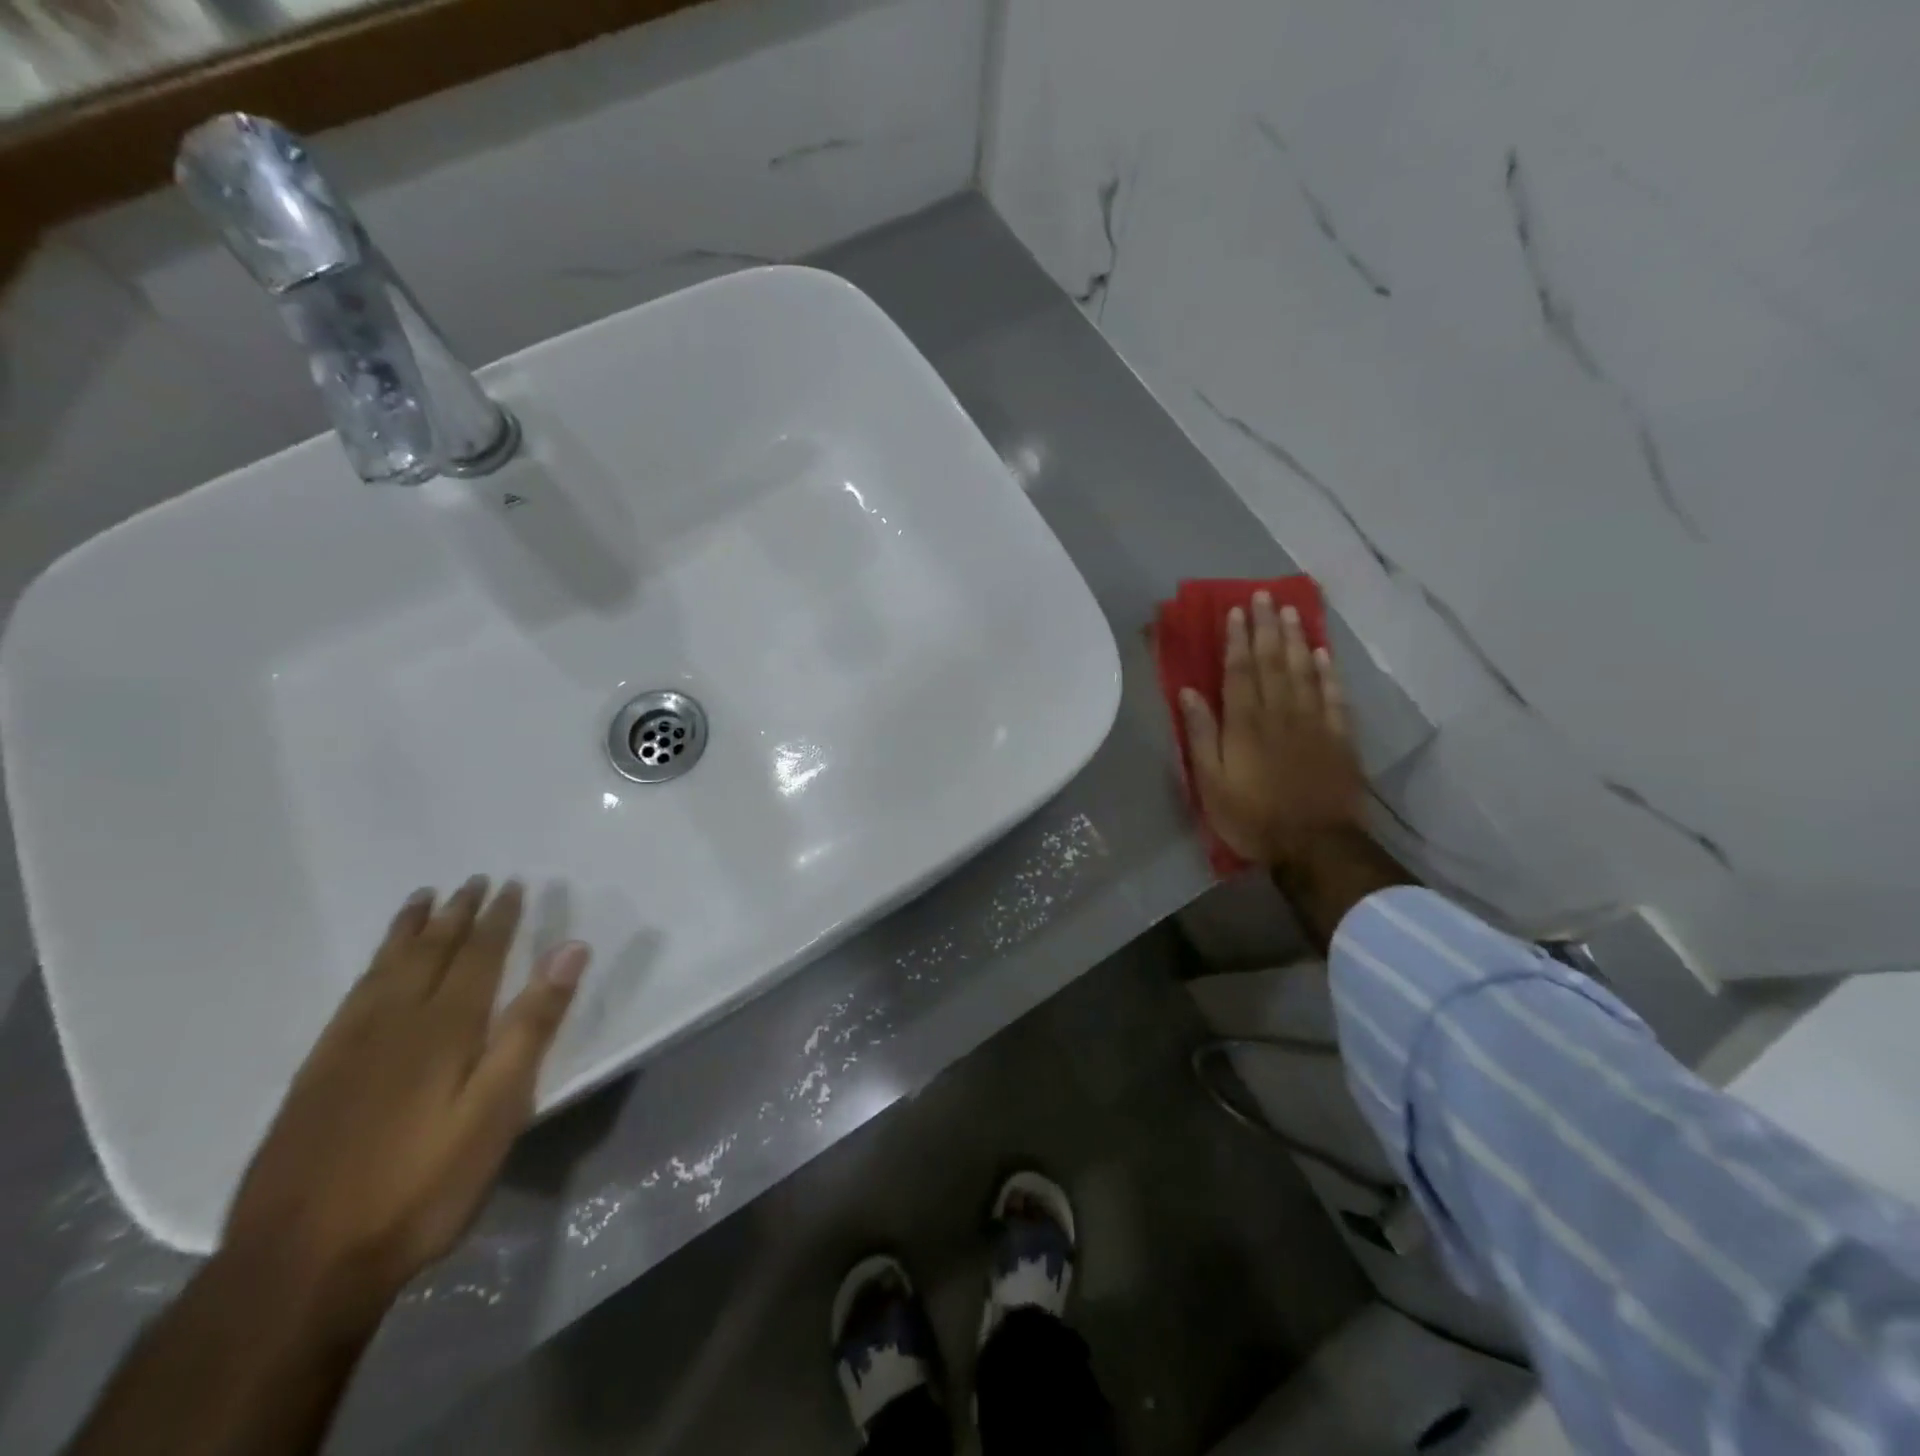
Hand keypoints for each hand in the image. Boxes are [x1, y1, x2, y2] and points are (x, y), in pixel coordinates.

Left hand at [223, 878, 589, 1322]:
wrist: (298, 1266)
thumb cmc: (422, 1185)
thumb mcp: (497, 1109)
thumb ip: (532, 1026)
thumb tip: (569, 950)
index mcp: (445, 1027)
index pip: (479, 955)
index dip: (499, 919)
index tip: (513, 884)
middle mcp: (395, 1022)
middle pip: (430, 953)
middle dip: (455, 914)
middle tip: (471, 881)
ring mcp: (348, 1048)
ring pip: (385, 970)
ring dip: (409, 931)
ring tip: (421, 899)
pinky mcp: (315, 1076)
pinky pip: (350, 998)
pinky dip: (370, 968)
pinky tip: (373, 970)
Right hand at [1179, 591, 1365, 868]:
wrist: (1314, 845)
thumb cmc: (1252, 816)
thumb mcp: (1211, 782)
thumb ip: (1201, 735)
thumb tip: (1189, 693)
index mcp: (1245, 724)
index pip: (1240, 671)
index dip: (1238, 639)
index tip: (1237, 610)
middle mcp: (1280, 713)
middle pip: (1273, 662)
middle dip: (1266, 627)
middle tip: (1265, 595)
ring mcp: (1314, 723)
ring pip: (1303, 671)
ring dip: (1295, 639)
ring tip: (1291, 611)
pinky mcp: (1339, 738)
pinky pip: (1334, 696)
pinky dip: (1327, 672)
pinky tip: (1322, 653)